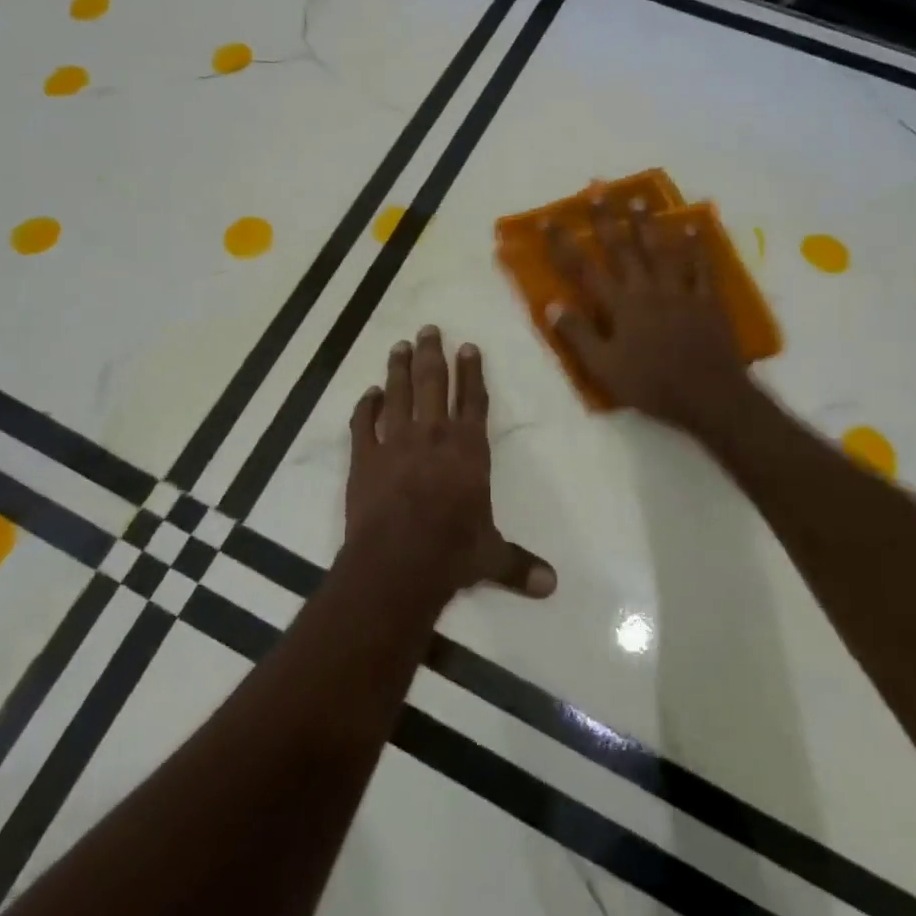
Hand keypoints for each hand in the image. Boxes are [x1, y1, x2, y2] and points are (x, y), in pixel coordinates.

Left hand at [342, 326, 556, 603]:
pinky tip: (368, 394)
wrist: (397, 563)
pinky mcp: (364, 458)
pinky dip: (365, 406)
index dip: (472, 372)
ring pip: (398, 393)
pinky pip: (363, 424)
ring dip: (398, 368)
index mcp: (468, 449)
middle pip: (433, 383)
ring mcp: (395, 442)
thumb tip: (553, 586)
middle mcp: (433, 435)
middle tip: (428, 329)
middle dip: (432, 354)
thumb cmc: (452, 553)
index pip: (473, 400)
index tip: (468, 346)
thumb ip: (519, 565)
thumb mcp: (491, 557)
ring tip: (399, 345)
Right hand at [546, 198, 752, 432]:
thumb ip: (578, 335)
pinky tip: (693, 227)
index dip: (564, 243)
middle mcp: (647, 289)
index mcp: (620, 305)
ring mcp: (679, 291)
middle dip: (607, 218)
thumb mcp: (604, 368)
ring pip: (661, 249)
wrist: (709, 396)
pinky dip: (696, 246)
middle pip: (623, 247)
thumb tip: (552, 305)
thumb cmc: (651, 385)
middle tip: (598, 190)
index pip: (584, 268)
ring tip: (639, 199)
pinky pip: (701, 266)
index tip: (549, 220)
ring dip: (648, 223)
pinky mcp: (707, 299)